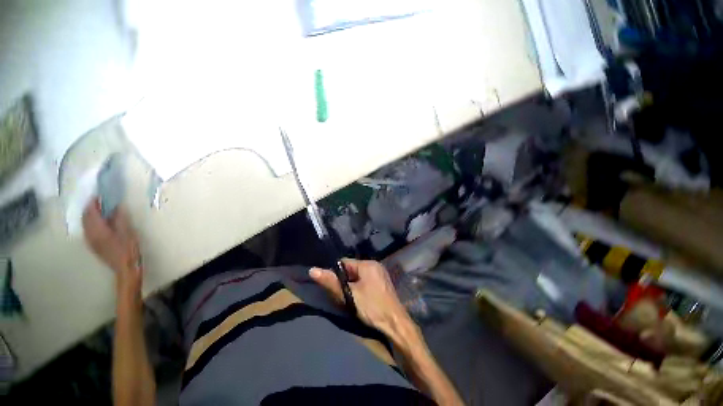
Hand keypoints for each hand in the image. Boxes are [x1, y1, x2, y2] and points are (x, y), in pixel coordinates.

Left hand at [83, 198, 141, 295]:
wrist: (127, 272)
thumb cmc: (128, 250)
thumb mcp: (127, 229)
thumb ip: (119, 214)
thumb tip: (115, 203)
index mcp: (98, 228)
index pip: (90, 209)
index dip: (94, 200)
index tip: (101, 195)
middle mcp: (91, 234)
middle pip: (85, 216)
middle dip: (90, 207)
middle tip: (99, 202)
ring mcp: (92, 242)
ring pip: (85, 224)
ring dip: (89, 216)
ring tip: (98, 212)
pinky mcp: (94, 248)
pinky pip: (87, 232)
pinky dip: (90, 225)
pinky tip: (97, 225)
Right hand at [310, 259, 412, 338]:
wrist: (394, 323)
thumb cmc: (372, 307)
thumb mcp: (349, 295)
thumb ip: (331, 282)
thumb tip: (312, 270)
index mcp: (369, 265)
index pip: (343, 263)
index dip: (332, 273)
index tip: (326, 285)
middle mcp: (375, 267)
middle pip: (350, 271)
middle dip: (341, 282)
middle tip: (334, 295)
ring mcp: (380, 278)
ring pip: (356, 279)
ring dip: (349, 288)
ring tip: (344, 300)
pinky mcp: (381, 288)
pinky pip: (364, 285)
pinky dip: (357, 292)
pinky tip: (355, 302)